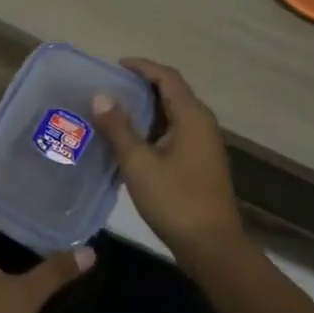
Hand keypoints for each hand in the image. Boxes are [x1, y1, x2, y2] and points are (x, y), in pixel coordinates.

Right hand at [91, 58, 245, 271]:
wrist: (212, 247)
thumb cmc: (175, 200)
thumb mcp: (139, 163)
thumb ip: (118, 128)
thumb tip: (100, 96)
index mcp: (192, 116)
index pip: (167, 77)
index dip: (142, 66)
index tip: (115, 65)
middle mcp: (203, 124)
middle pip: (173, 92)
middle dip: (143, 85)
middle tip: (111, 87)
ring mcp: (205, 145)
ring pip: (174, 114)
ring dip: (148, 108)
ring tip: (116, 110)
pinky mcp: (201, 163)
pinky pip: (176, 132)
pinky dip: (155, 127)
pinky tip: (133, 141)